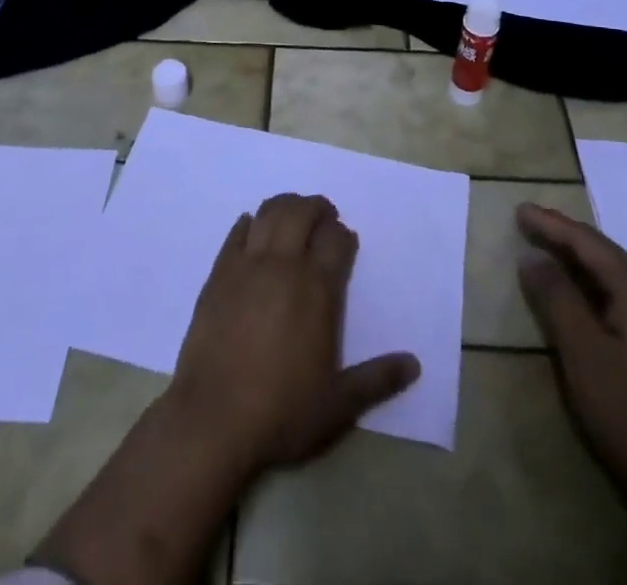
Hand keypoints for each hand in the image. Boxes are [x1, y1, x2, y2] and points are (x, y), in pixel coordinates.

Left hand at [168, 193, 420, 473]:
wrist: (212, 420)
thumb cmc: (281, 411)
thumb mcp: (338, 405)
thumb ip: (378, 380)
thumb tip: (414, 365)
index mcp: (317, 288)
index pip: (336, 239)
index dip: (344, 235)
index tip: (346, 242)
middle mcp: (283, 264)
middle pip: (302, 212)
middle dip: (317, 209)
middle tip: (323, 218)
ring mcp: (247, 264)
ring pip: (269, 212)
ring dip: (285, 206)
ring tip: (292, 217)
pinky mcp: (218, 273)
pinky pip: (237, 232)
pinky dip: (250, 223)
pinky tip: (254, 230)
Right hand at [516, 202, 626, 509]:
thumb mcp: (582, 350)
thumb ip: (556, 297)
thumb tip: (533, 257)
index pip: (588, 243)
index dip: (552, 225)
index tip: (519, 210)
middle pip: (602, 253)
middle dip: (564, 235)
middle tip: (527, 220)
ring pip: (610, 274)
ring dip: (575, 258)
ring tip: (543, 244)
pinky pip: (617, 294)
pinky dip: (588, 283)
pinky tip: (572, 287)